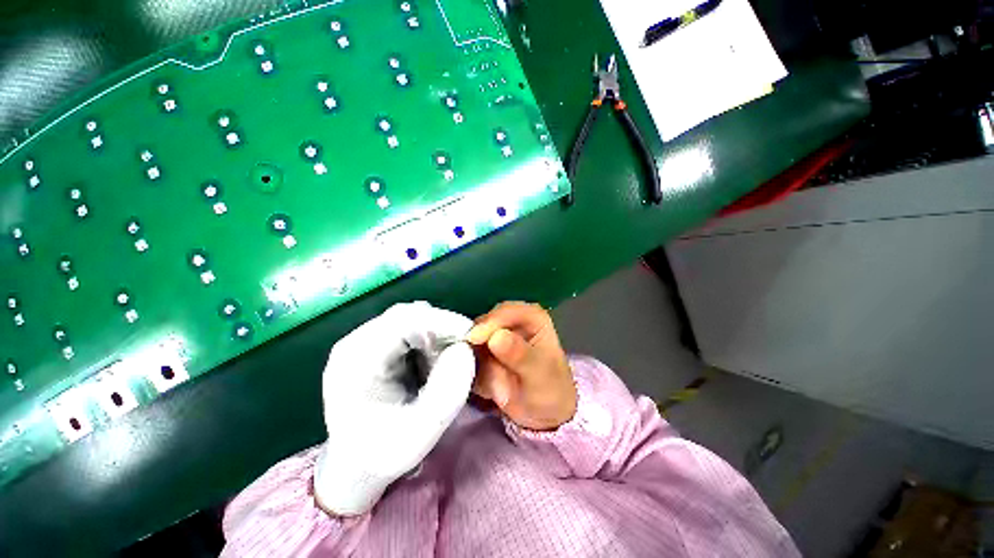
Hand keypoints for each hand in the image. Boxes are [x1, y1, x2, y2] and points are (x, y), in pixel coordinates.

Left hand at [314, 302, 474, 515]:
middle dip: (442, 330)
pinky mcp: (376, 345)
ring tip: (445, 364)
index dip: (443, 322)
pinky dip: (430, 342)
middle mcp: (358, 340)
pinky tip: (432, 364)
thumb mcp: (418, 434)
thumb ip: (447, 392)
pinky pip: (410, 330)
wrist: (351, 467)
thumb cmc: (380, 454)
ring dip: (437, 336)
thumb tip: (465, 350)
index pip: (405, 320)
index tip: (472, 336)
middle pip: (409, 315)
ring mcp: (366, 340)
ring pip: (413, 320)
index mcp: (358, 358)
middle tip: (462, 353)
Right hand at [466, 302, 576, 430]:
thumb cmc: (550, 390)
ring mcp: (497, 336)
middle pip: (485, 321)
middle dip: (476, 341)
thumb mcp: (539, 375)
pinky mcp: (484, 352)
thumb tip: (495, 337)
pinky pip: (469, 356)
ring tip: (480, 377)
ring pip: (473, 339)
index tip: (474, 339)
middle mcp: (513, 322)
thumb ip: (520, 355)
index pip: (507, 311)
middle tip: (470, 360)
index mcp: (532, 318)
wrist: (544, 417)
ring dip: (471, 357)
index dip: (490, 322)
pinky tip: (483, 386)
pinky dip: (470, 368)